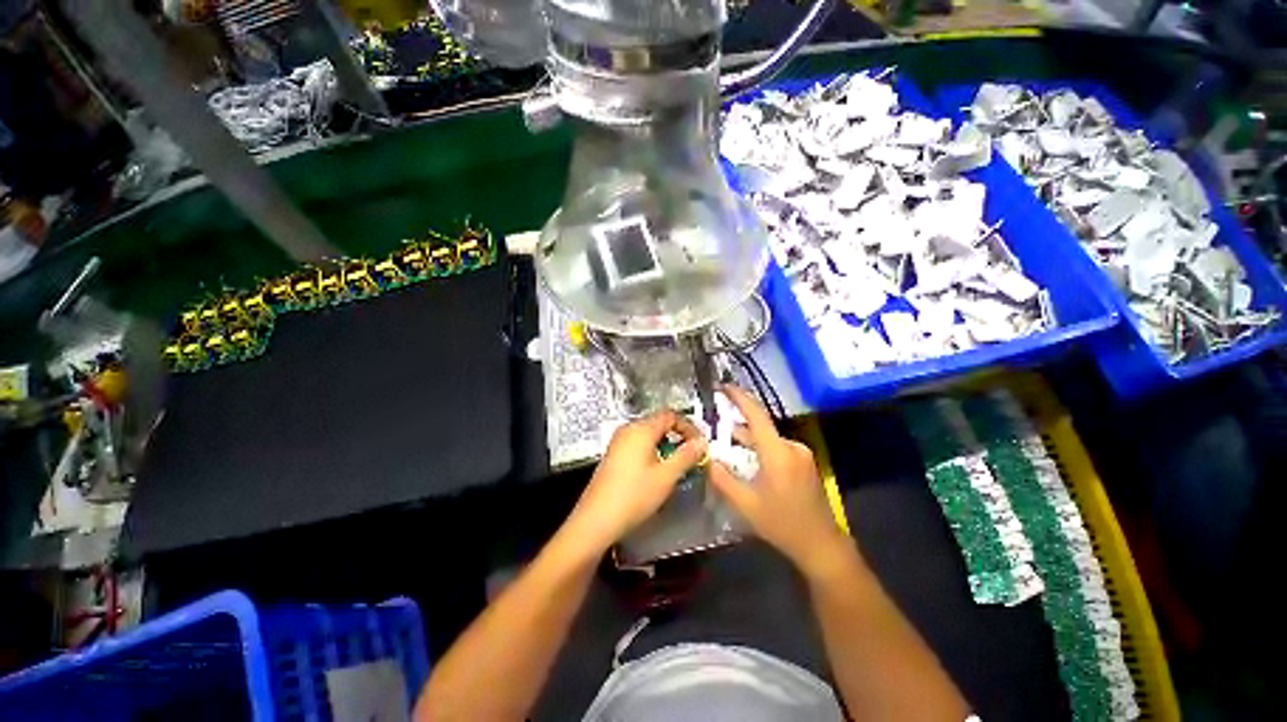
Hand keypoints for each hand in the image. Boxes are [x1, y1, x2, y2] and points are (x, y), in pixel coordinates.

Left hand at [563, 410, 707, 555]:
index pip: (671, 415)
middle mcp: (628, 429)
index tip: (701, 444)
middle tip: (692, 455)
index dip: (689, 427)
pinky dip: (653, 451)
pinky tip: (657, 470)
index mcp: (641, 429)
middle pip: (659, 423)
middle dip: (678, 436)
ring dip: (666, 445)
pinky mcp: (614, 454)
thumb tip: (702, 442)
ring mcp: (618, 441)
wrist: (596, 520)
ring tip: (677, 465)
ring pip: (649, 434)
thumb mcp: (666, 476)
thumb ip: (686, 456)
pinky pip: (638, 444)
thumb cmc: (634, 496)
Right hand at [709, 386, 850, 577]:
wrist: (821, 545)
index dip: (739, 398)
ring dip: (748, 437)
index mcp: (778, 453)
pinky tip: (748, 457)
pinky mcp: (804, 462)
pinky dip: (760, 447)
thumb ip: (722, 478)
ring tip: (727, 440)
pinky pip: (777, 446)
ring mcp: (801, 454)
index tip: (724, 386)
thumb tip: (707, 458)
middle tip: (716, 421)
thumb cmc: (782, 524)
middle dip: (738, 422)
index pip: (756, 415)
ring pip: (768, 437)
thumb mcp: (745, 504)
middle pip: (760, 426)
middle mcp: (792, 446)